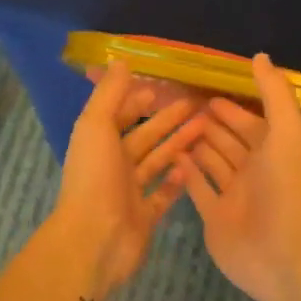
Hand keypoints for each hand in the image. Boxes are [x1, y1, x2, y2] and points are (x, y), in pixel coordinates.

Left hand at [53, 60, 205, 298]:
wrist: (95, 240)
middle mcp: (113, 164)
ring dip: (178, 144)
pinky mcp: (145, 216)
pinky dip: (176, 181)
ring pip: (157, 162)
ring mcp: (129, 192)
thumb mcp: (96, 126)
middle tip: (198, 105)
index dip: (139, 100)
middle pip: (145, 137)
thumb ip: (109, 94)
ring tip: (205, 128)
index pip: (120, 114)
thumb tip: (121, 60)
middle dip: (168, 119)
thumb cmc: (94, 178)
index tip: (166, 87)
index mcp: (99, 142)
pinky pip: (163, 195)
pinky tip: (194, 167)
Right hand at [179, 53, 300, 300]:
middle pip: (228, 142)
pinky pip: (198, 191)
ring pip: (212, 164)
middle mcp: (254, 172)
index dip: (231, 109)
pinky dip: (186, 174)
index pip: (249, 123)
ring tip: (170, 128)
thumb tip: (260, 56)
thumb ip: (274, 92)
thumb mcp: (286, 130)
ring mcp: (234, 197)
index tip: (206, 94)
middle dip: (210, 125)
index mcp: (273, 150)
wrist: (285, 253)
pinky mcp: (216, 219)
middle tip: (180, 108)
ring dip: (196, 146)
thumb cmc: (287, 187)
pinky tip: (170, 157)